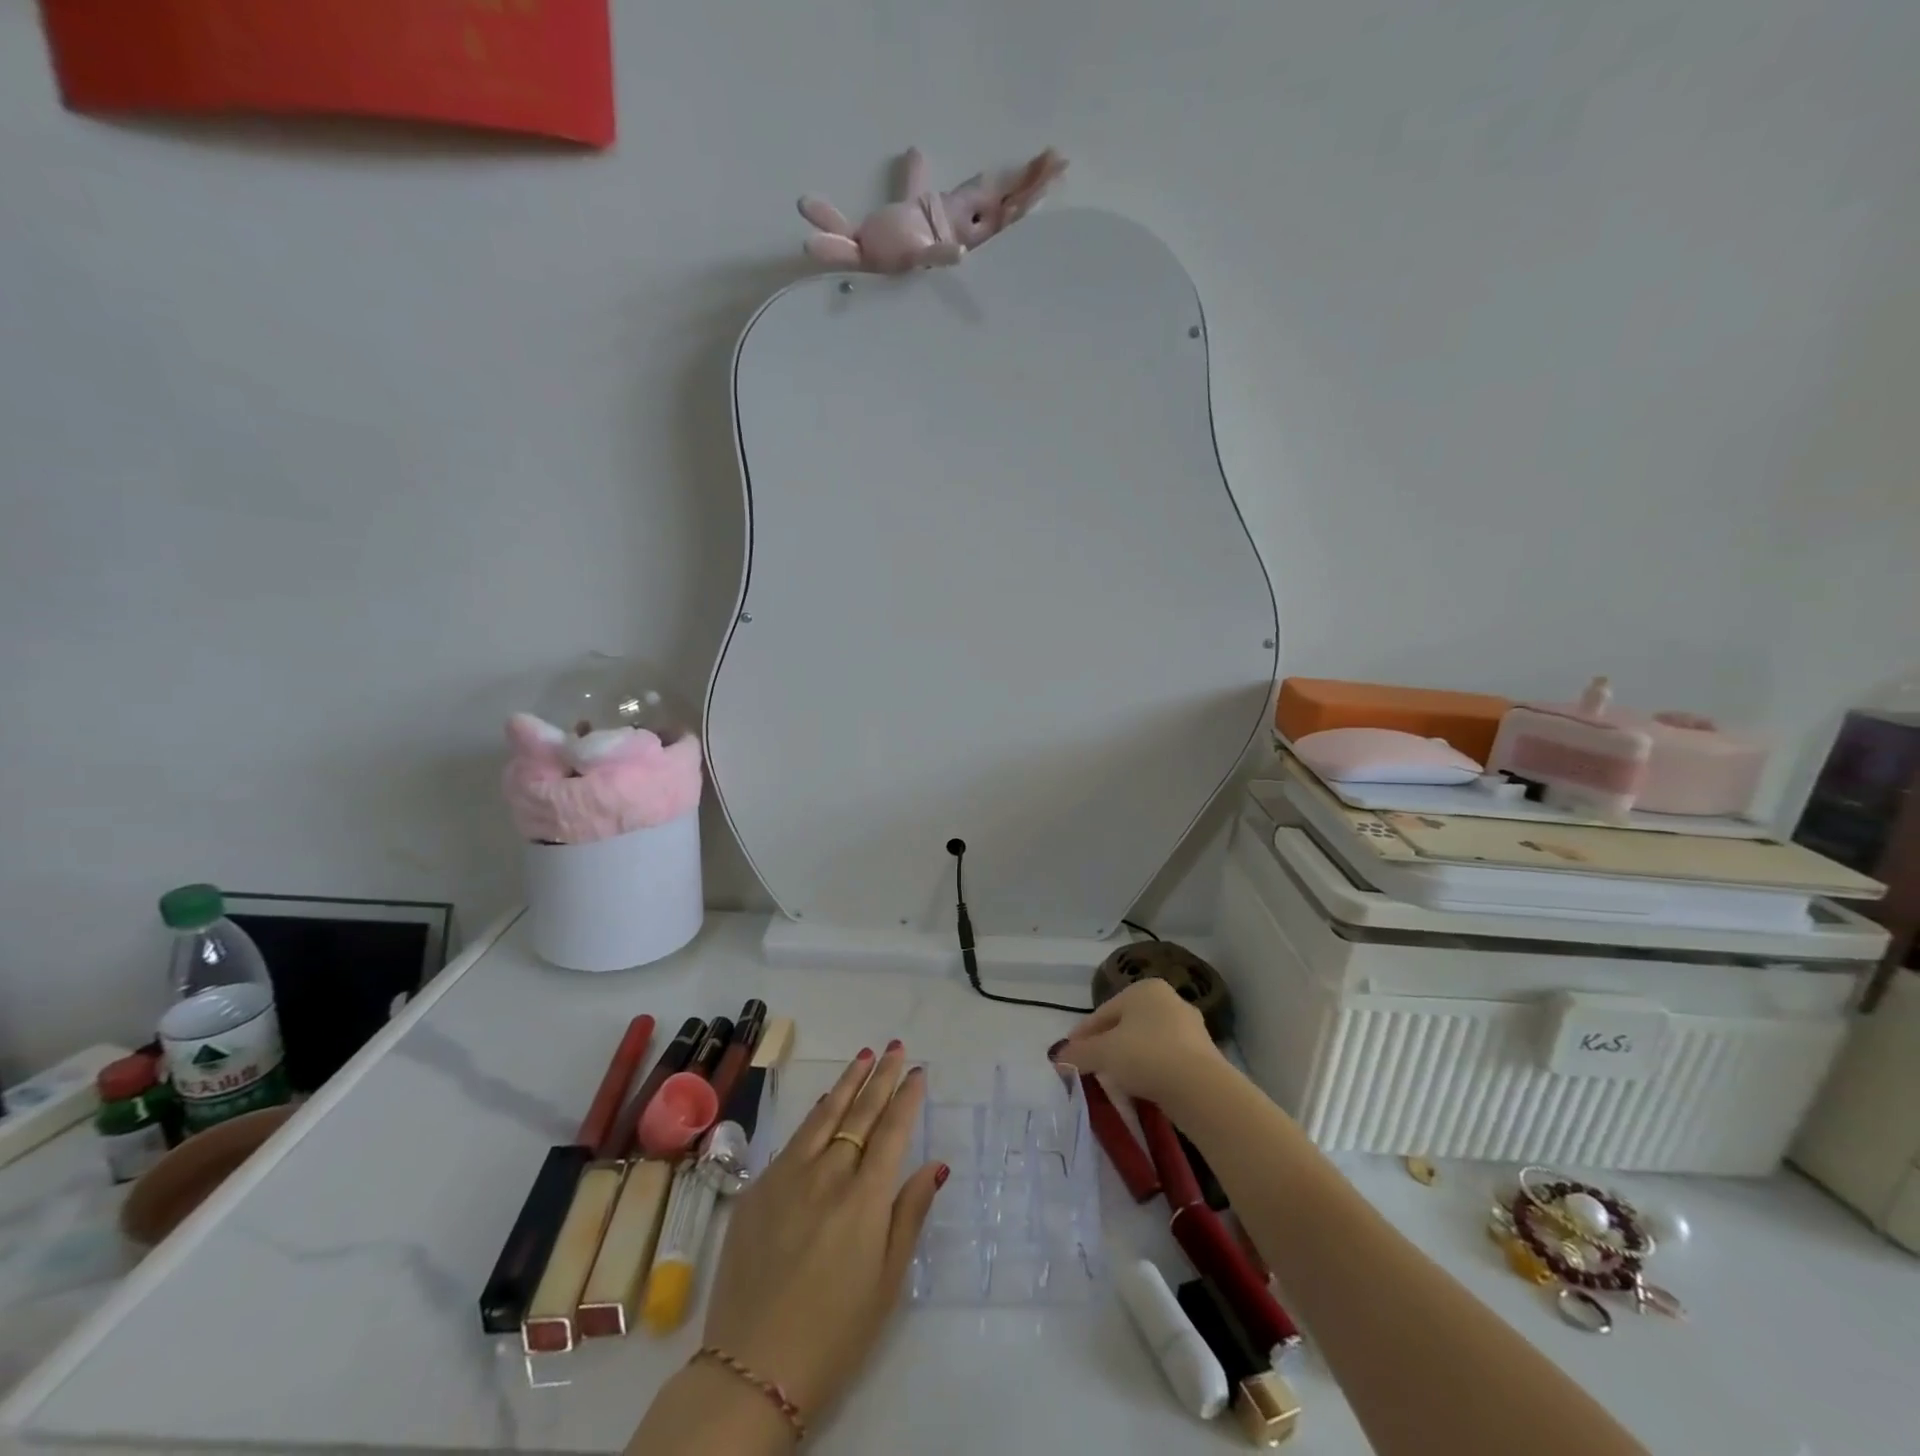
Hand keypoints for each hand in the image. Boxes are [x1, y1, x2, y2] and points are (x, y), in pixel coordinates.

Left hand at [700, 1044, 945, 1424]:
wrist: (751, 1368)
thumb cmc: (835, 1334)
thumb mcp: (887, 1283)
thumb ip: (909, 1216)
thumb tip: (934, 1166)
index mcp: (865, 1199)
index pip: (892, 1131)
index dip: (907, 1098)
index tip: (918, 1071)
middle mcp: (828, 1175)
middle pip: (860, 1113)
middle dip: (882, 1077)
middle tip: (896, 1048)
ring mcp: (788, 1177)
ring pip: (824, 1115)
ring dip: (847, 1082)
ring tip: (864, 1055)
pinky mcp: (758, 1189)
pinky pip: (794, 1139)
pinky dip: (814, 1115)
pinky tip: (823, 1102)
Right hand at [1051, 979, 1224, 1106]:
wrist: (1200, 1088)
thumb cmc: (1146, 1056)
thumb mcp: (1103, 1053)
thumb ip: (1078, 1053)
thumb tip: (1058, 1057)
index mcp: (1144, 989)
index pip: (1103, 1012)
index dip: (1083, 1034)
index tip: (1069, 1054)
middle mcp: (1169, 1000)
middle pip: (1126, 1026)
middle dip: (1106, 1047)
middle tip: (1090, 1067)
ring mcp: (1190, 1027)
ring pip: (1146, 1043)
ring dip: (1128, 1060)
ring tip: (1113, 1082)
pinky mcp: (1203, 1054)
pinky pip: (1165, 1060)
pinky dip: (1149, 1071)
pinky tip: (1139, 1089)